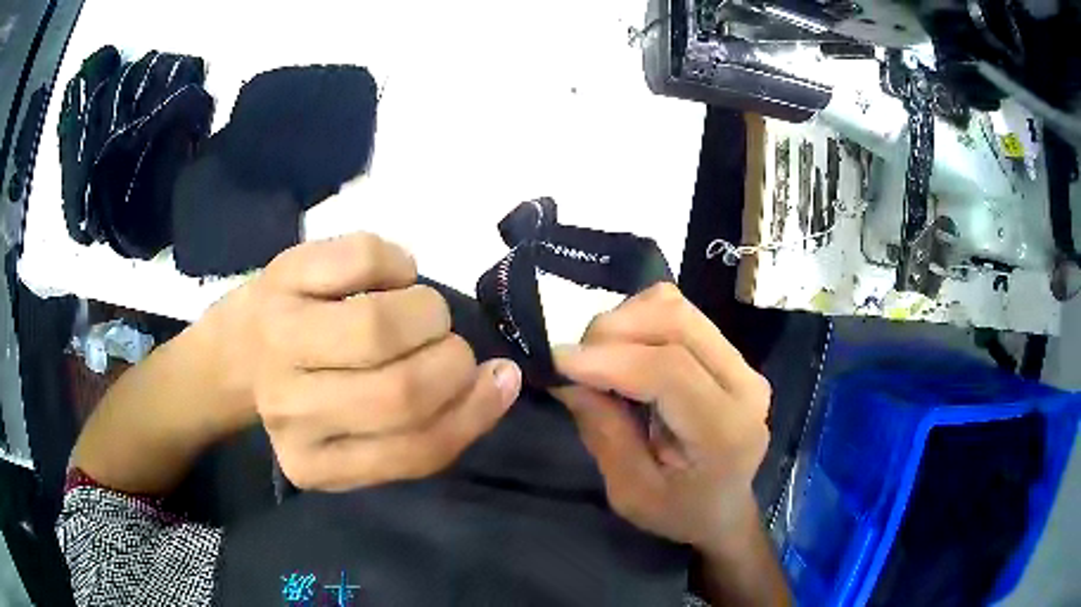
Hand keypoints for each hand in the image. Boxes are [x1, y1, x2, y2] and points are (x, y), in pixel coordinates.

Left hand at [205, 233, 521, 490]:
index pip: (415, 451)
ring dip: (428, 312)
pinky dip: (398, 262)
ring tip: (423, 312)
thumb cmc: (309, 394)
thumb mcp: (360, 437)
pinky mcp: (282, 275)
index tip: (499, 379)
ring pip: (379, 325)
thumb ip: (424, 427)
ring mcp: (279, 337)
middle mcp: (289, 410)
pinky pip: (364, 257)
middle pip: (399, 391)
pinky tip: (392, 275)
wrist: (237, 352)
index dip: (474, 413)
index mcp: (315, 464)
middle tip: (451, 347)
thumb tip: (499, 379)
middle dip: (451, 362)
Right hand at [552, 283, 770, 549]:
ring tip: (599, 356)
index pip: (670, 371)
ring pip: (678, 308)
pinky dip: (641, 319)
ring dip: (627, 320)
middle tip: (576, 359)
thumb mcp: (630, 492)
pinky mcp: (732, 354)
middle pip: (677, 323)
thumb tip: (567, 376)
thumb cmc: (679, 512)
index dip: (609, 359)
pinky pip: (681, 314)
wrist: (725, 510)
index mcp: (725, 432)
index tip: (558, 361)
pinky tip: (625, 351)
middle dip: (613, 329)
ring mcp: (743, 364)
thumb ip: (603, 431)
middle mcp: (745, 385)